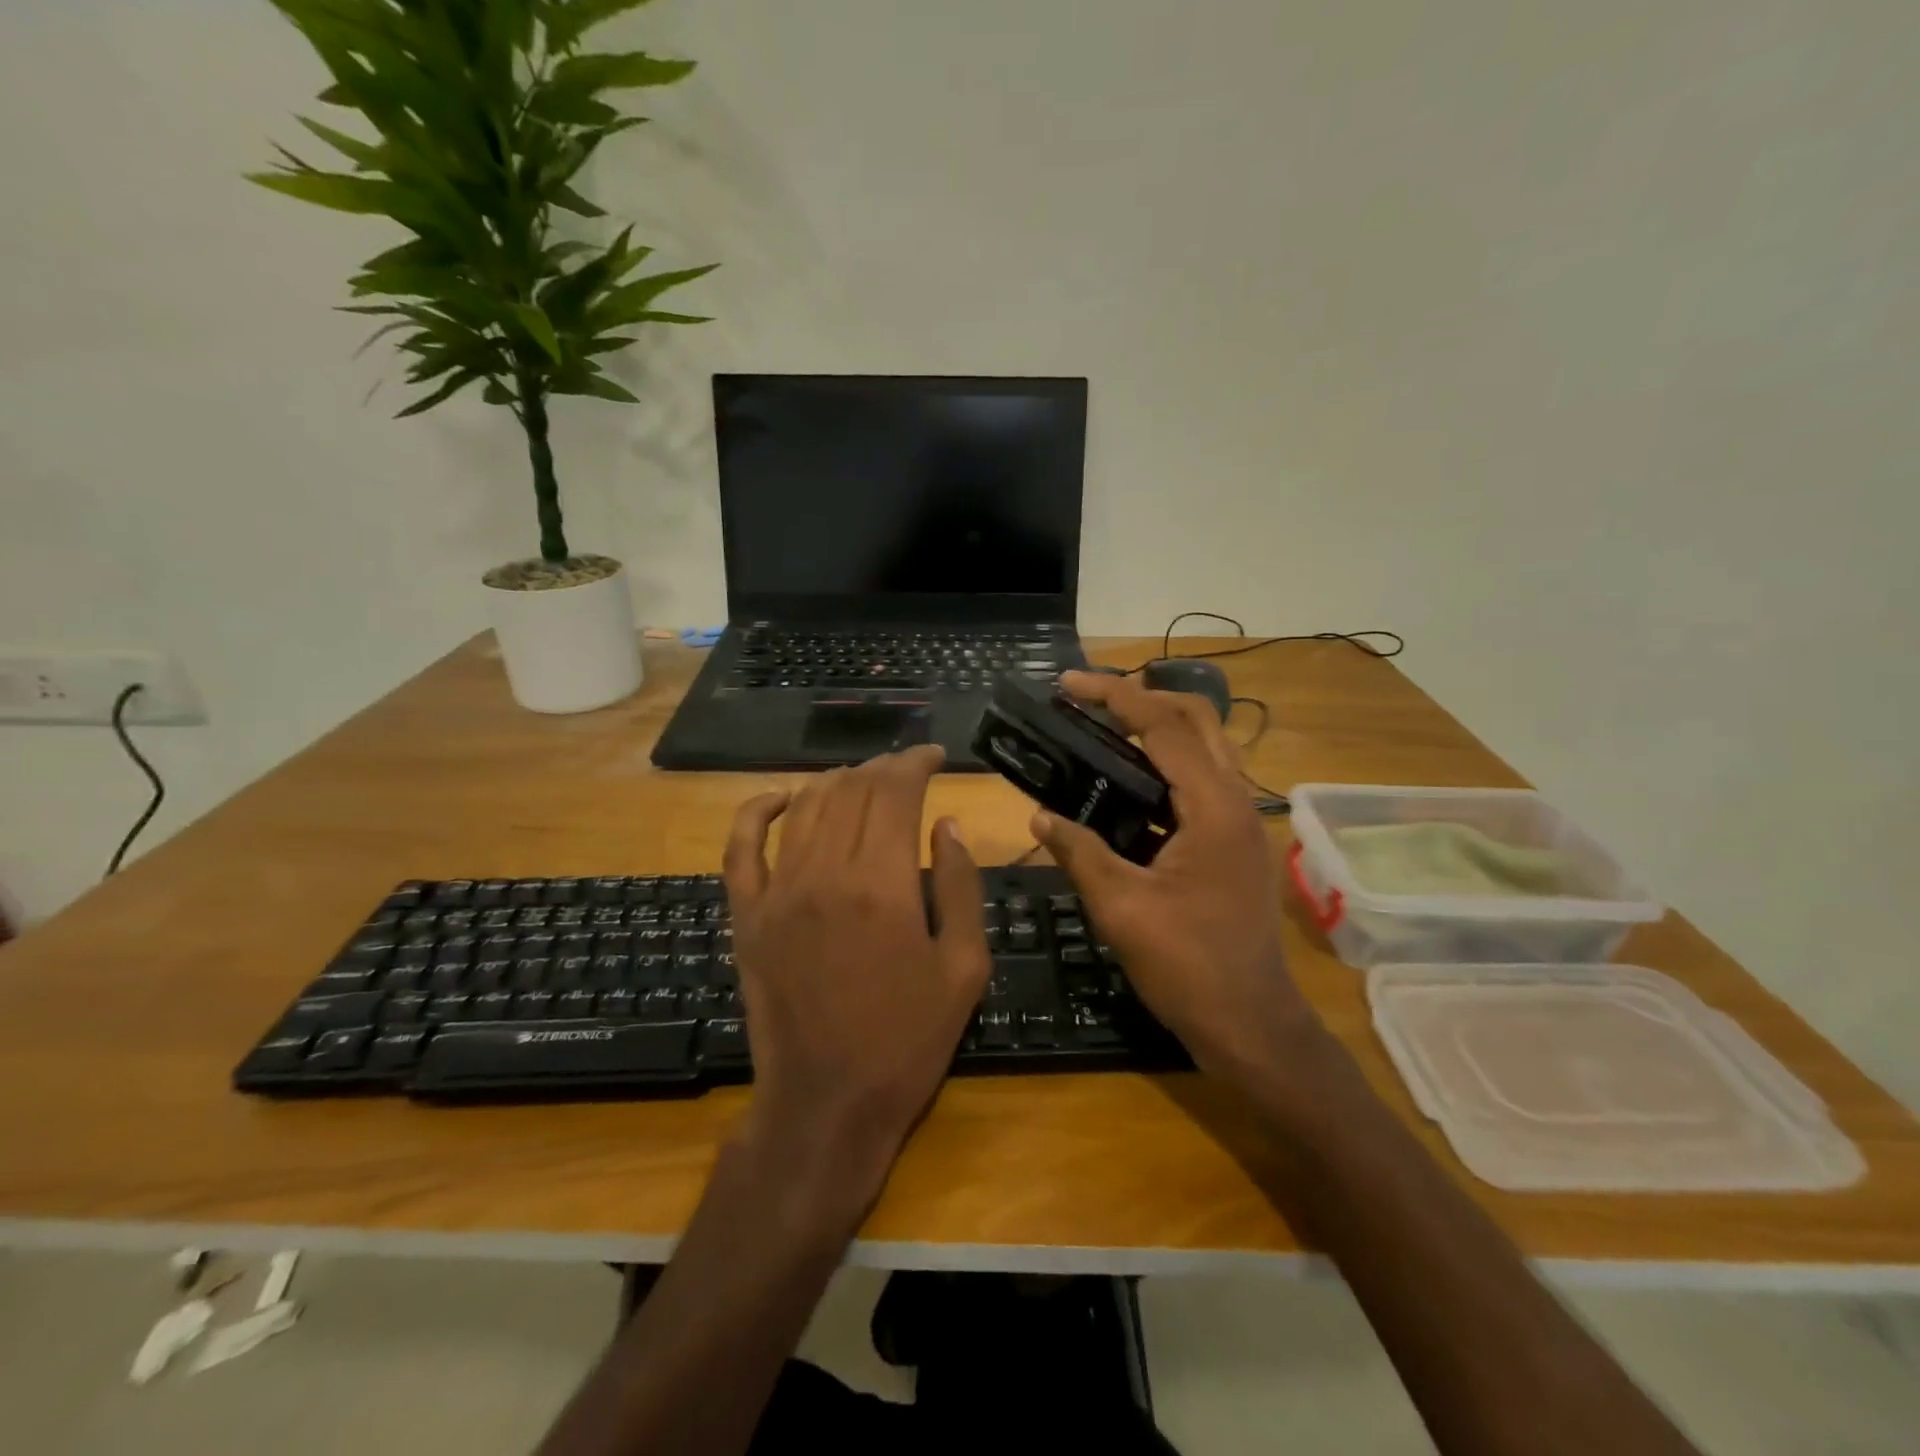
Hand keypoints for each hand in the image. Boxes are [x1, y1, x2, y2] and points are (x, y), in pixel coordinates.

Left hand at [723, 745, 993, 1203]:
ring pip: (804, 807)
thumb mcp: (964, 968)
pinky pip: (741, 846)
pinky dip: (756, 810)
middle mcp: (825, 873)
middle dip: (883, 768)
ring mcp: (777, 892)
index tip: (934, 757)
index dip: (916, 763)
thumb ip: (962, 887)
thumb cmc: (908, 1040)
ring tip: (863, 780)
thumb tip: (946, 826)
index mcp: (884, 884)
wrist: (828, 1104)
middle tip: (907, 769)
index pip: (896, 792)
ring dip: (836, 782)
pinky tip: (779, 796)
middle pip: (852, 791)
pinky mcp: (746, 916)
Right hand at [1032, 671, 1322, 1081]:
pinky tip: (1123, 788)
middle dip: (1141, 698)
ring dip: (1155, 729)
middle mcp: (1236, 801)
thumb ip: (1079, 852)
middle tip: (1087, 701)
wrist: (1251, 1026)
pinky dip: (1162, 767)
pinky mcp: (1233, 844)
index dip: (1113, 697)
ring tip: (1099, 732)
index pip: (1163, 727)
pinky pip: (1199, 783)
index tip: (1067, 684)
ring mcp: (1240, 823)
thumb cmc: (1188, 967)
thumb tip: (1039, 816)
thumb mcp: (1121, 908)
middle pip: (1195, 720)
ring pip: (1202, 748)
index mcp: (1214, 808)